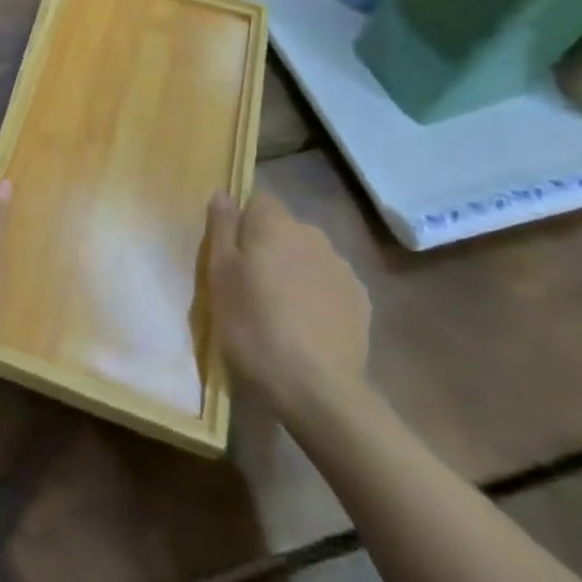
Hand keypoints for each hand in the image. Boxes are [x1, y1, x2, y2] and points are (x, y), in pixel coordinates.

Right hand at [207, 190, 370, 421]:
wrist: (317, 389)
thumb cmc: (254, 325)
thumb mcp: (220, 274)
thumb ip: (222, 227)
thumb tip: (223, 192)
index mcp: (275, 223)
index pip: (258, 200)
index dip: (243, 222)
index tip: (232, 254)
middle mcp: (312, 234)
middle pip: (284, 229)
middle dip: (269, 247)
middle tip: (251, 285)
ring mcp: (342, 267)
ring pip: (309, 256)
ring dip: (295, 271)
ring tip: (281, 310)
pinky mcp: (361, 301)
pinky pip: (331, 285)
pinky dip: (318, 296)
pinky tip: (308, 326)